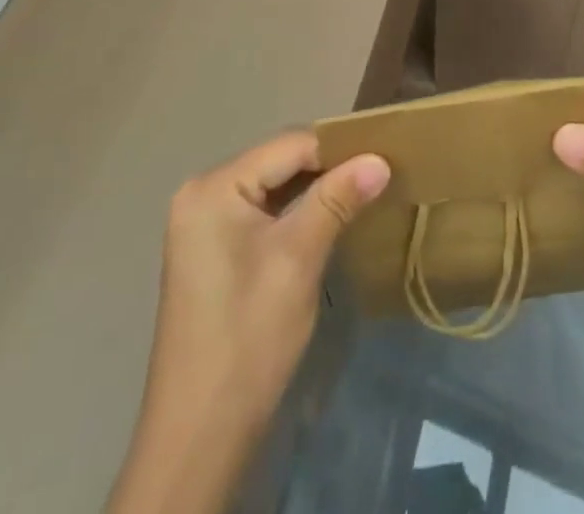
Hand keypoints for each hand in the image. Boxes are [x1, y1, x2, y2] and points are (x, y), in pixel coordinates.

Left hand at [113, 131, 389, 513]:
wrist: (199, 437)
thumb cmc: (248, 338)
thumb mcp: (298, 260)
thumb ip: (337, 199)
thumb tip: (380, 159)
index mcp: (214, 187)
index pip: (290, 145)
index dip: (339, 149)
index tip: (384, 157)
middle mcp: (202, 192)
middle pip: (280, 162)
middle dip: (328, 168)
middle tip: (378, 175)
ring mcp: (203, 223)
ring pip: (274, 186)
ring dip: (315, 190)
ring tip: (362, 193)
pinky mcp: (212, 250)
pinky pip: (262, 211)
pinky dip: (295, 212)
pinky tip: (328, 220)